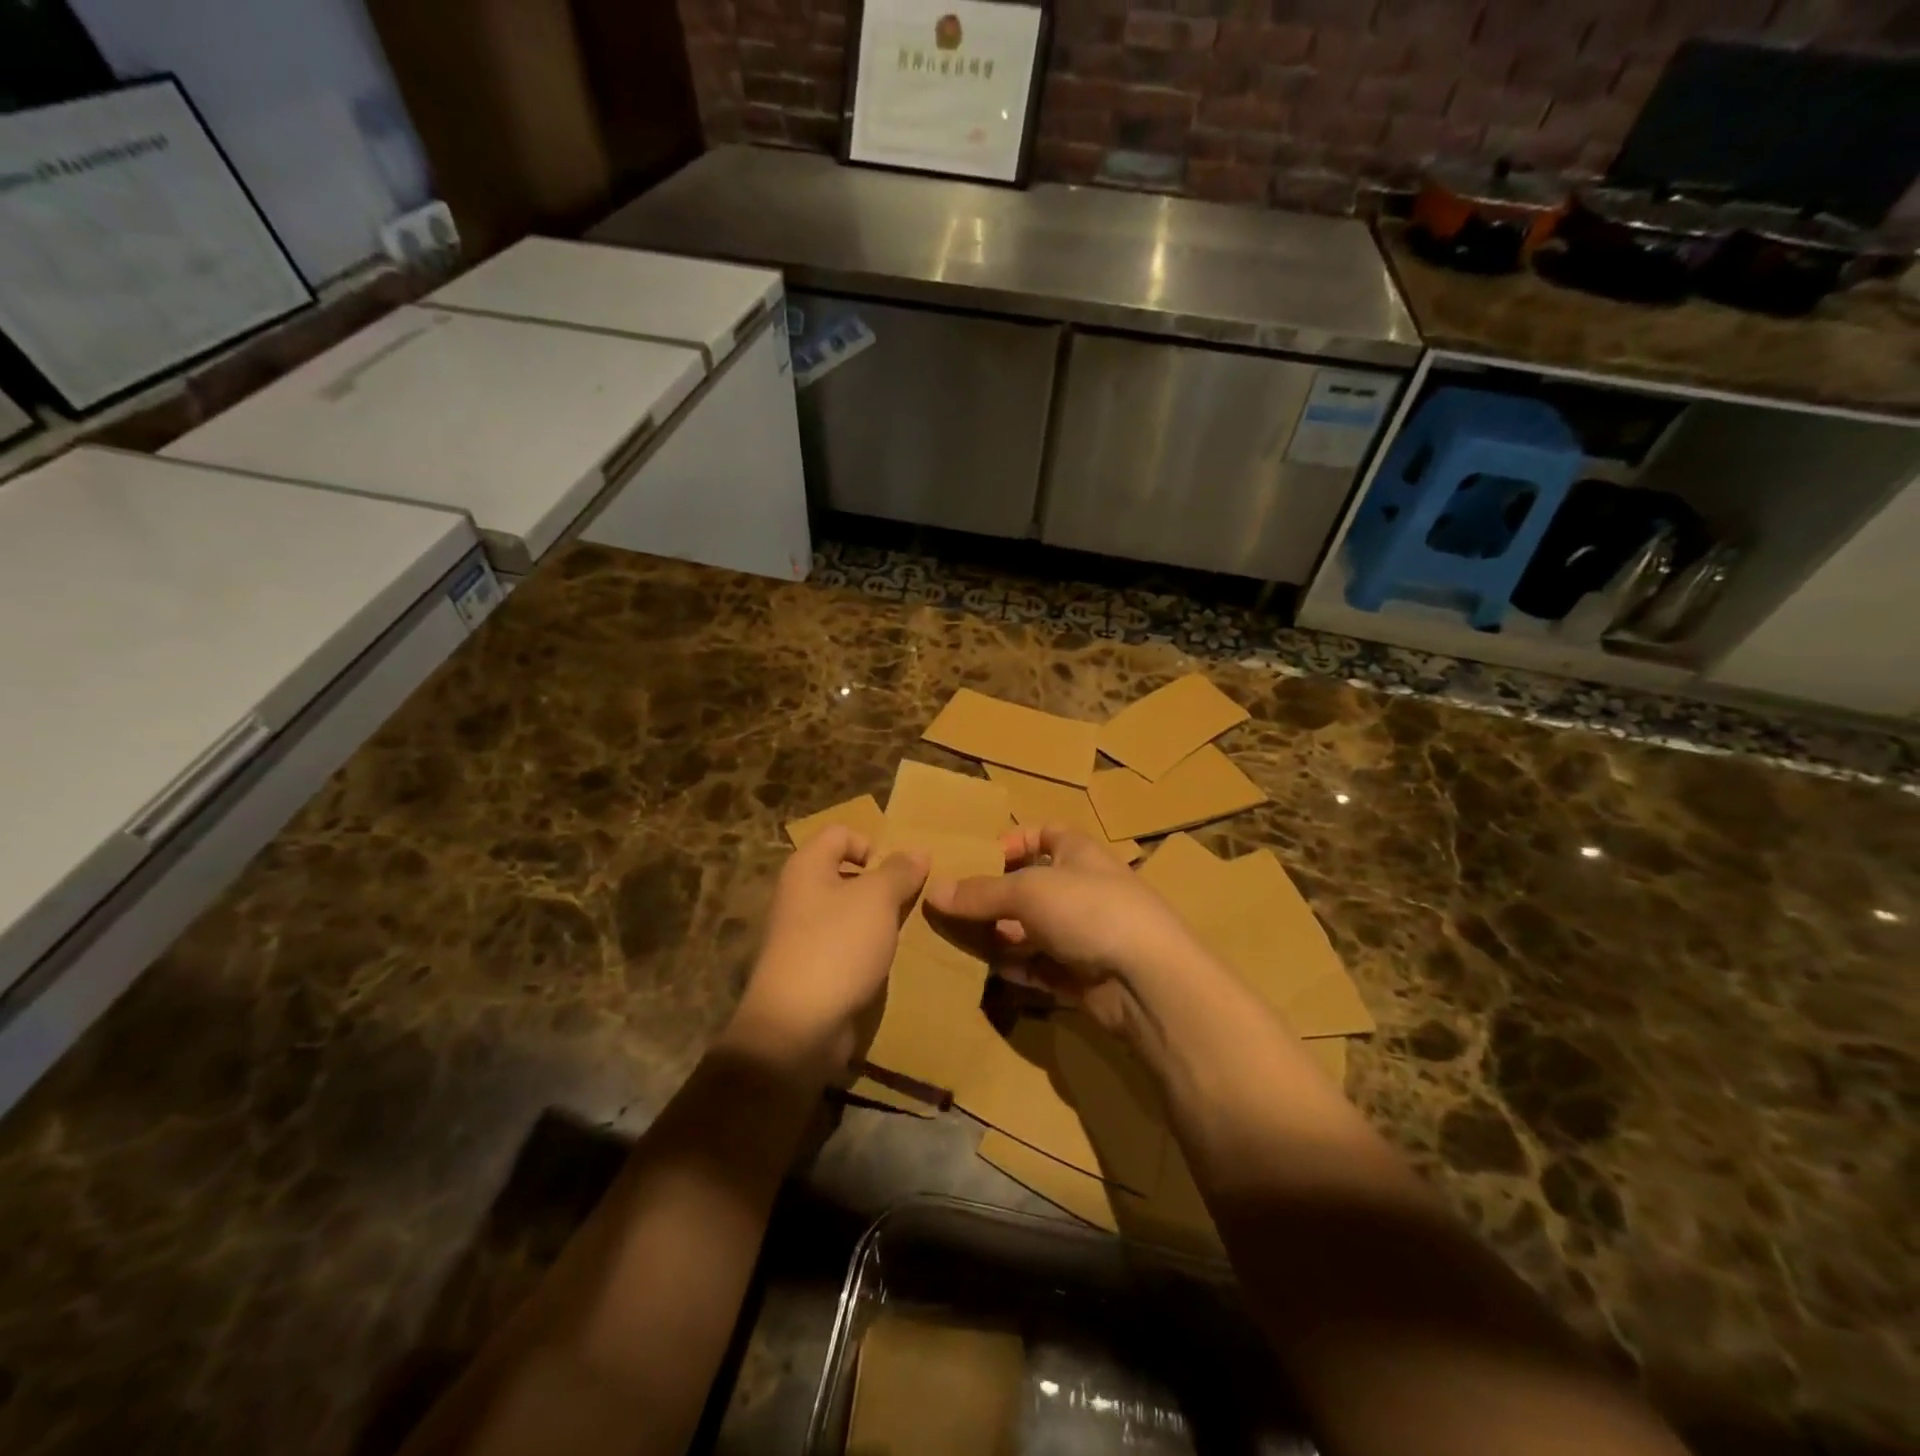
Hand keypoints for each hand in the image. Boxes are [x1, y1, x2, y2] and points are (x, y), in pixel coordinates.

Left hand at [726, 827, 928, 1077]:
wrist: (797, 1027)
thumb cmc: (837, 946)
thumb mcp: (877, 899)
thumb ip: (899, 871)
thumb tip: (917, 850)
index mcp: (807, 866)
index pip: (842, 833)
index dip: (873, 843)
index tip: (900, 872)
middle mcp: (799, 894)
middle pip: (846, 873)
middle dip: (882, 884)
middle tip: (913, 902)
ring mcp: (802, 935)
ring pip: (849, 913)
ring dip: (878, 920)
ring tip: (906, 933)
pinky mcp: (811, 969)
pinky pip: (845, 946)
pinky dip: (867, 950)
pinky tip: (886, 963)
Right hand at [924, 825, 1207, 1049]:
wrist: (1148, 980)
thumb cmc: (1090, 911)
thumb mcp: (1028, 891)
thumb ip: (980, 893)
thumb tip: (933, 890)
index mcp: (1079, 853)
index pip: (1045, 834)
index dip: (1013, 841)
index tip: (979, 859)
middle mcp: (1084, 890)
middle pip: (1032, 887)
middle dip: (995, 898)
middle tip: (953, 910)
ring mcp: (1086, 935)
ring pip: (1033, 931)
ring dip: (1001, 937)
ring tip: (961, 943)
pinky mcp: (1084, 977)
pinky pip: (1042, 968)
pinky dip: (1018, 969)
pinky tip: (990, 973)